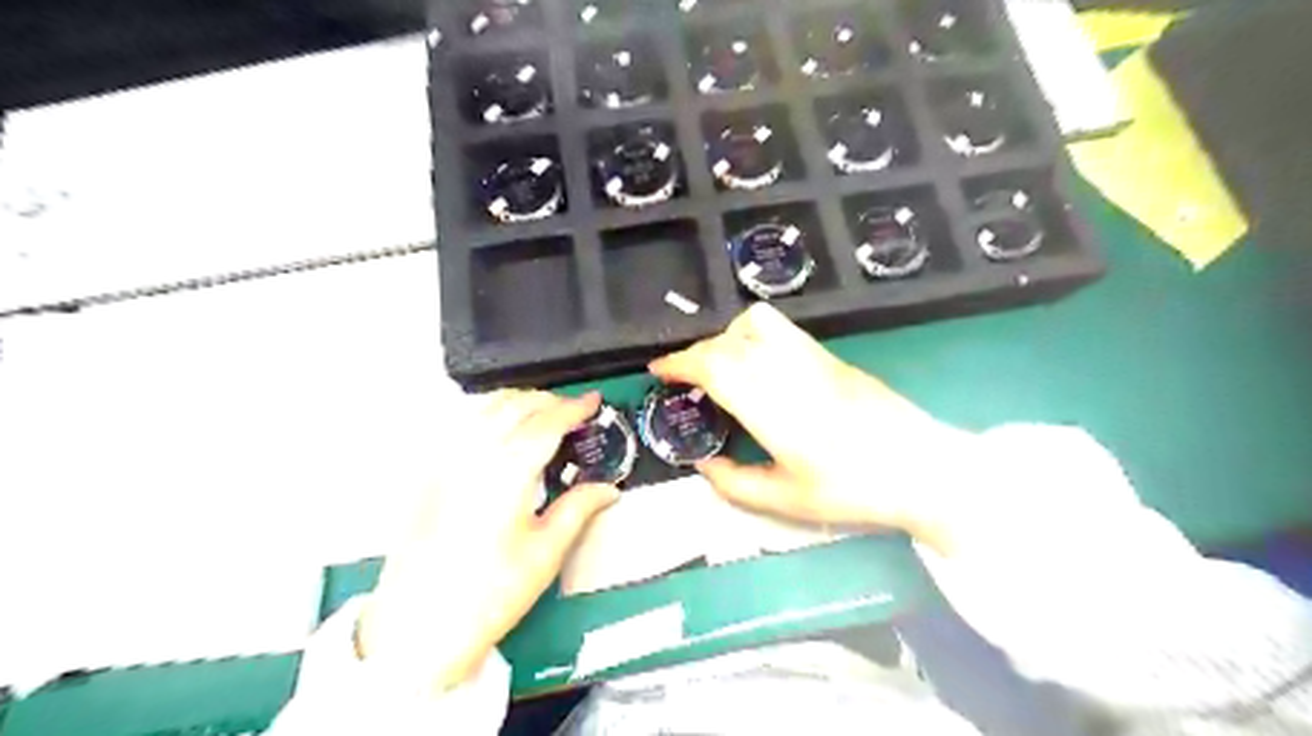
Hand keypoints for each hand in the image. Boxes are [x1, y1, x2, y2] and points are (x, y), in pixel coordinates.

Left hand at [358, 390, 621, 696]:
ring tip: (541, 414)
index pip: (546, 423)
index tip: (594, 401)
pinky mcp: (427, 472)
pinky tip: (498, 428)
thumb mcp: (545, 554)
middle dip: (548, 400)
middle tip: (573, 413)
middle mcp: (472, 455)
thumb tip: (609, 489)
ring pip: (483, 407)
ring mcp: (443, 460)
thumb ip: (578, 509)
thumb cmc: (490, 594)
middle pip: (514, 406)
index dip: (573, 408)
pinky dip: (487, 411)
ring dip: (517, 401)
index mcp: (506, 473)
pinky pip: (460, 422)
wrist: (418, 627)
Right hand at [651, 300, 960, 547]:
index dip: (679, 363)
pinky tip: (759, 366)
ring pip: (755, 323)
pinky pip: (781, 329)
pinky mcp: (831, 355)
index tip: (657, 371)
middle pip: (727, 342)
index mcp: (771, 405)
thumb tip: (703, 465)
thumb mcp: (786, 500)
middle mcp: (787, 369)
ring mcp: (812, 356)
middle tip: (684, 380)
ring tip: (722, 368)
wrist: (924, 467)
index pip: (713, 365)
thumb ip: (735, 483)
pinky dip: (754, 335)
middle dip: (696, 354)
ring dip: (726, 337)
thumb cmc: (853, 490)